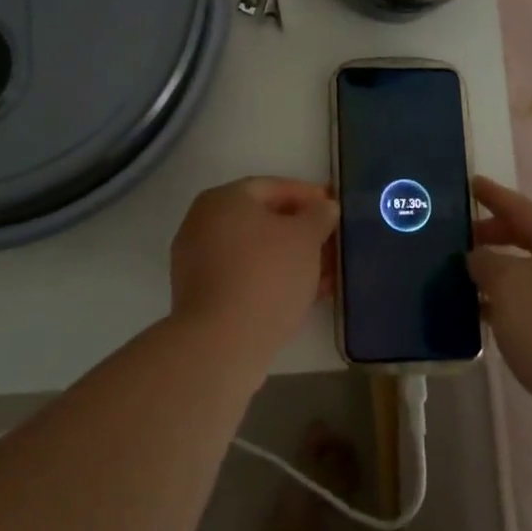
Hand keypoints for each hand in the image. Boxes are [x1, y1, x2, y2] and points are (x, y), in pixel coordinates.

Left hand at [170, 178, 338, 363]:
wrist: (222, 343)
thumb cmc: (266, 275)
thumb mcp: (305, 238)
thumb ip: (318, 215)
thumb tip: (324, 207)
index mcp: (223, 199)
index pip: (272, 187)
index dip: (308, 196)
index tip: (333, 208)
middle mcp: (203, 223)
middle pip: (263, 220)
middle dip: (301, 232)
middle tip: (332, 242)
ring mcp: (198, 261)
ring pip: (256, 252)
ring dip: (292, 259)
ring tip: (328, 273)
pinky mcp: (202, 296)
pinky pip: (245, 277)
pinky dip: (274, 279)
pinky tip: (305, 294)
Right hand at [470, 176, 531, 413]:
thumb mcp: (508, 285)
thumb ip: (487, 263)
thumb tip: (480, 257)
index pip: (522, 208)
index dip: (494, 196)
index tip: (471, 183)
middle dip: (497, 236)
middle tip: (463, 240)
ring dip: (504, 273)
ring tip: (470, 280)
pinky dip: (515, 303)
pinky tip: (494, 318)